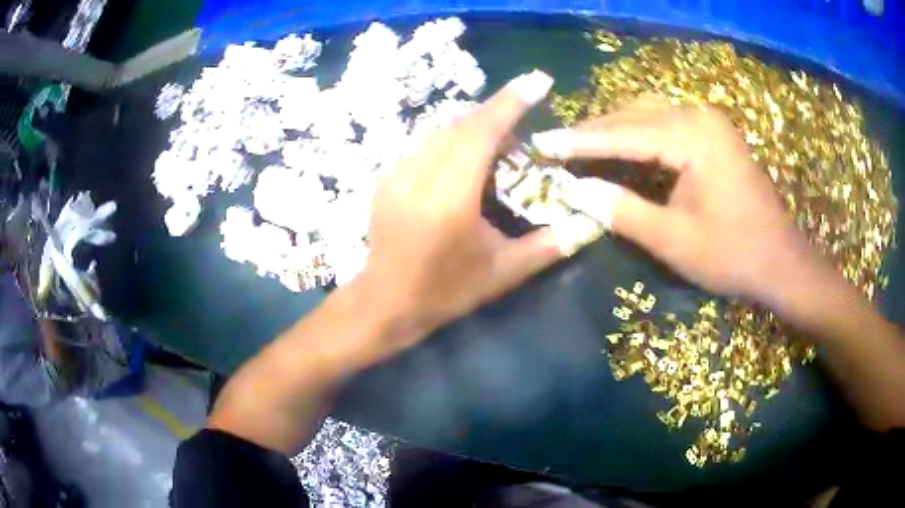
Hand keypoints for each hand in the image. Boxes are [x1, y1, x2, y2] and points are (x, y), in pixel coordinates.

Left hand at [355, 71, 565, 358]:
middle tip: (523, 133)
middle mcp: (419, 174)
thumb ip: (550, 245)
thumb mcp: (503, 272)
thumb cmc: (445, 291)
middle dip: (497, 115)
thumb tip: (591, 223)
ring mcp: (396, 172)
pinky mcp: (386, 177)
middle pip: (462, 124)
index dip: (511, 102)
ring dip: (473, 128)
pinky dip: (450, 141)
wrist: (384, 302)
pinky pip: (424, 143)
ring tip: (497, 148)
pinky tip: (463, 161)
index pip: (482, 132)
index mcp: (450, 196)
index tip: (538, 80)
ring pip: (441, 130)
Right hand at [531, 98, 824, 308]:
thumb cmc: (732, 254)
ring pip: (648, 116)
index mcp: (692, 135)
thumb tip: (573, 190)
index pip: (624, 133)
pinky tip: (618, 148)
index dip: (580, 142)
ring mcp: (709, 122)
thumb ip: (621, 211)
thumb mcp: (673, 240)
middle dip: (594, 132)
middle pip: (634, 116)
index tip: (542, 144)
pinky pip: (665, 125)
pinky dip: (637, 136)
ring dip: (613, 131)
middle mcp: (699, 115)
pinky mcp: (713, 135)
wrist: (781, 262)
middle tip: (556, 146)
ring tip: (578, 147)